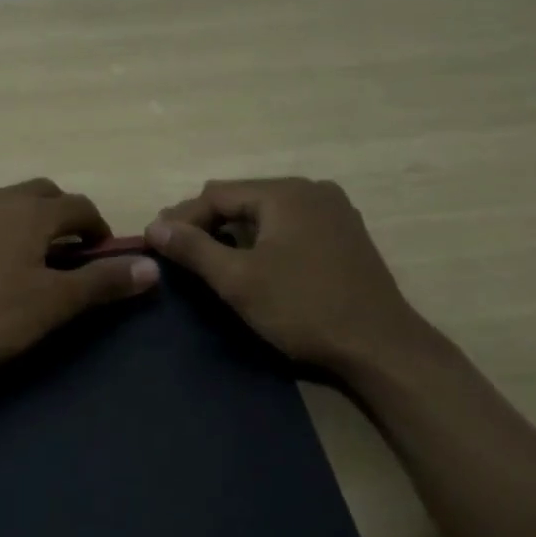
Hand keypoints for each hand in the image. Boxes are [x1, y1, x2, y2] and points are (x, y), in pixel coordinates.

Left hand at [0, 179, 158, 370]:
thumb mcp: (51, 305)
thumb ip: (102, 283)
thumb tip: (152, 267)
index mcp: (30, 213)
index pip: (79, 206)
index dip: (97, 226)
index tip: (102, 250)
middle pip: (39, 193)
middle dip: (60, 213)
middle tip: (67, 246)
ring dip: (19, 219)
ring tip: (20, 254)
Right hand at [145, 178, 428, 374]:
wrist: (381, 347)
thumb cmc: (303, 309)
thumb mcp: (239, 280)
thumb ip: (193, 249)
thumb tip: (155, 227)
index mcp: (285, 193)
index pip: (217, 194)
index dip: (182, 217)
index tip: (155, 240)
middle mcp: (311, 190)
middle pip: (242, 198)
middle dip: (206, 221)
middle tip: (175, 248)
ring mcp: (333, 211)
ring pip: (266, 212)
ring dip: (233, 229)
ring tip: (206, 255)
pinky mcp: (344, 234)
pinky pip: (289, 224)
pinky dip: (263, 237)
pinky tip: (251, 259)